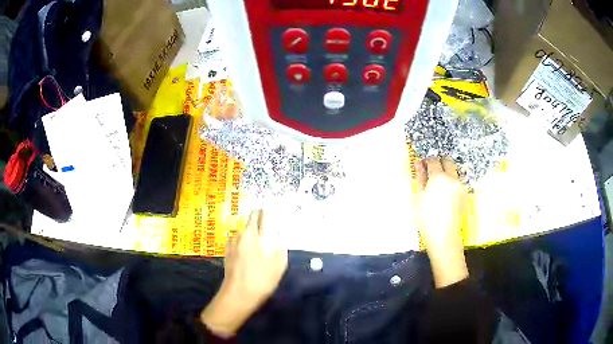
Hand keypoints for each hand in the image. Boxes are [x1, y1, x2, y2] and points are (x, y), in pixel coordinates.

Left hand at [201, 210, 287, 336]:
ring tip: (257, 241)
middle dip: (258, 218)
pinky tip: (247, 250)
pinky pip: (236, 239)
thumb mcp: (279, 264)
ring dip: (250, 230)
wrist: (238, 294)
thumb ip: (280, 245)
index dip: (267, 212)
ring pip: (243, 229)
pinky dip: (243, 240)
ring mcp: (232, 242)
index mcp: (256, 235)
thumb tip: (279, 233)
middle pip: (250, 218)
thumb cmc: (262, 280)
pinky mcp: (226, 250)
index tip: (272, 213)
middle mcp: (242, 234)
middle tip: (266, 225)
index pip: (261, 214)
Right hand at [414, 158, 468, 287]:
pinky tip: (445, 192)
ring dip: (446, 171)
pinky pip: (458, 181)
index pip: (433, 160)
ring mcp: (460, 186)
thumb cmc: (426, 218)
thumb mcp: (419, 197)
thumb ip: (420, 178)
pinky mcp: (464, 194)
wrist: (443, 236)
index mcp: (439, 177)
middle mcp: (452, 178)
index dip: (426, 161)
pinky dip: (451, 181)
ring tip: (437, 183)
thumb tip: (419, 164)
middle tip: (430, 171)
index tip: (421, 166)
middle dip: (439, 163)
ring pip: (454, 171)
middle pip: (447, 161)